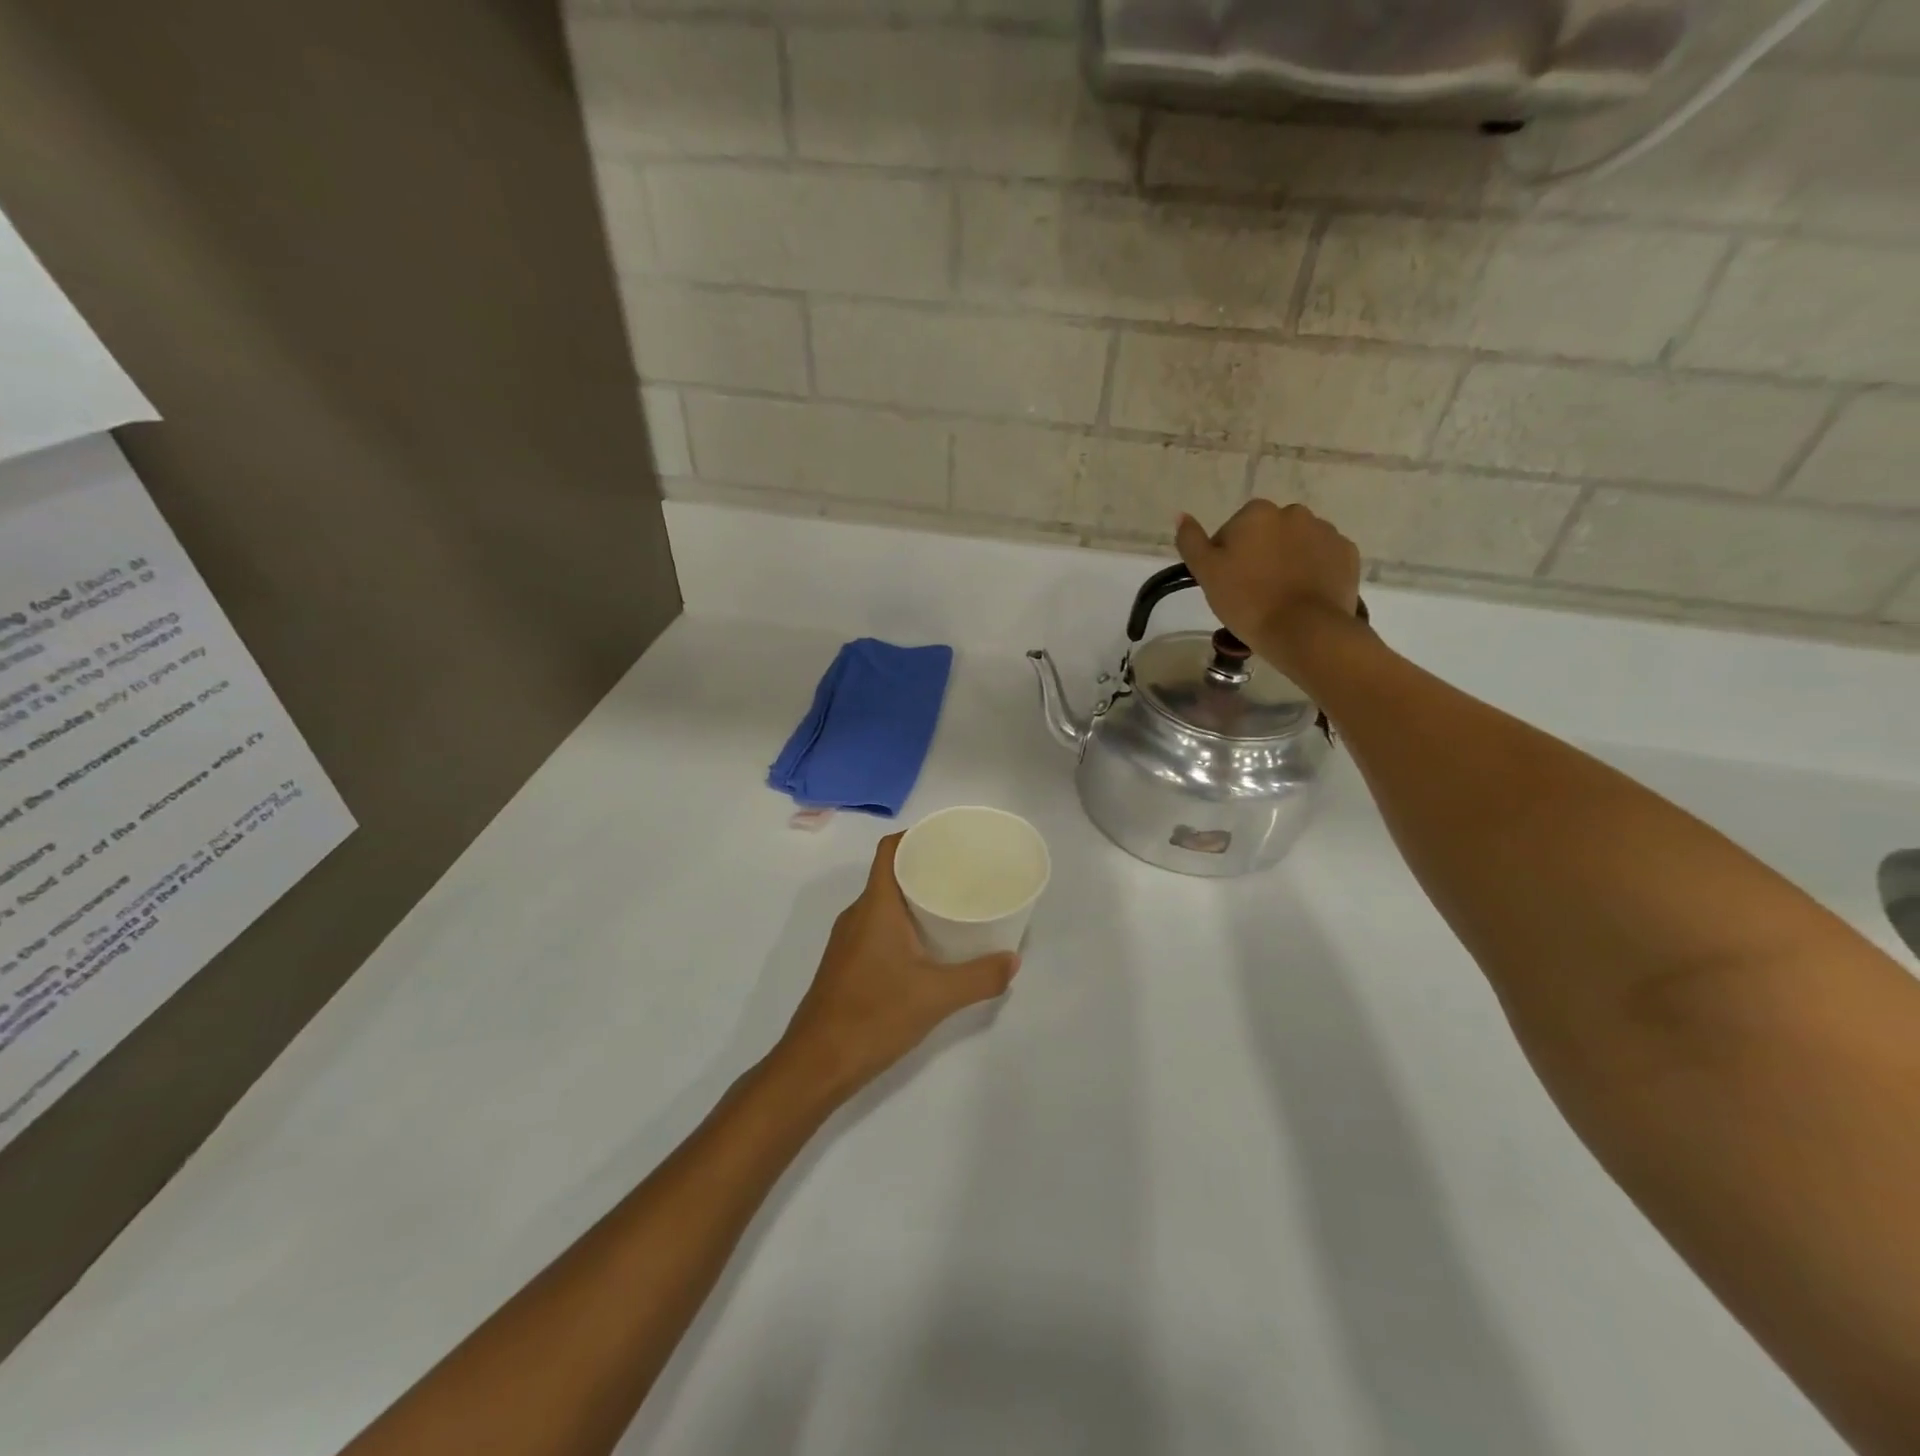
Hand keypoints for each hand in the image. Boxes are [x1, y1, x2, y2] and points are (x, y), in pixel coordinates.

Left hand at [772, 834, 1018, 1102]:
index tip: (949, 839)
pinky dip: (903, 925)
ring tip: (952, 905)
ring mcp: (848, 941)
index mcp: (875, 906)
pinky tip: (928, 946)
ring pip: (884, 904)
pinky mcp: (846, 964)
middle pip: (890, 874)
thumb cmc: (873, 1016)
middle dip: (925, 868)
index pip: (890, 850)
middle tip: (964, 874)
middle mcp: (857, 915)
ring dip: (914, 899)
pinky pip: (877, 928)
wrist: (815, 1064)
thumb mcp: (936, 997)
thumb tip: (1013, 960)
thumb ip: (979, 977)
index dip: (916, 836)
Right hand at [1175, 501, 1362, 679]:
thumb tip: (1181, 514)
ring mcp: (1325, 531)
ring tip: (1281, 597)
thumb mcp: (1206, 573)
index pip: (1232, 531)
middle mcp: (1293, 512)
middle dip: (1260, 555)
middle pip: (1267, 534)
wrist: (1304, 631)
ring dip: (1288, 562)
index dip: (1226, 558)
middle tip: (1253, 592)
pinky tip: (1304, 596)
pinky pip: (1323, 558)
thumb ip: (1191, 541)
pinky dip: (1314, 571)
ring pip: (1297, 545)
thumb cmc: (1247, 601)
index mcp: (1256, 513)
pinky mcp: (1348, 554)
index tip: (1228, 584)